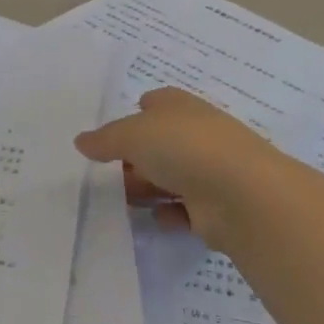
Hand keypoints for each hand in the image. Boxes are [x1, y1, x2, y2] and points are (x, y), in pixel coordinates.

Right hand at [75, 88, 284, 246]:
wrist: (242, 195)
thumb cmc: (184, 147)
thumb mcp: (132, 135)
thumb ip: (105, 139)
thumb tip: (81, 141)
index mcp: (179, 107)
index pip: (155, 103)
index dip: (134, 115)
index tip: (112, 135)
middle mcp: (196, 134)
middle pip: (159, 144)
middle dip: (134, 159)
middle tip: (106, 174)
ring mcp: (209, 171)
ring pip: (170, 177)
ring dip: (148, 188)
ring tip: (121, 201)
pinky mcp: (215, 207)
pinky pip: (185, 210)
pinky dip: (169, 215)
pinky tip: (155, 219)